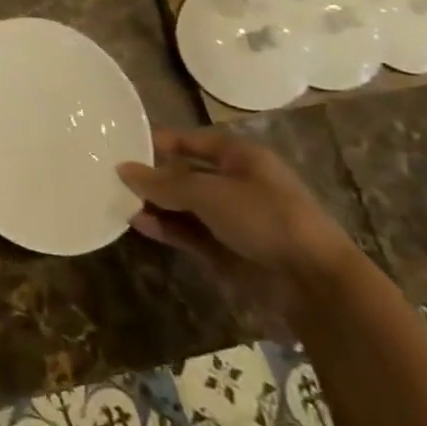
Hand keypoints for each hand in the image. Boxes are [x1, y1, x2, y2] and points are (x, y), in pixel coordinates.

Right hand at [116, 129, 359, 320]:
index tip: (122, 144)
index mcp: (240, 158)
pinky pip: (188, 233)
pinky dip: (165, 228)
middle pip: (184, 174)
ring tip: (119, 201)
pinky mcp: (226, 249)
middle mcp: (236, 184)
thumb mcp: (208, 192)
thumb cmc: (265, 218)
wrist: (314, 284)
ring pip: (183, 206)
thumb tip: (122, 169)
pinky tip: (140, 224)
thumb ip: (162, 182)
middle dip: (152, 177)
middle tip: (111, 176)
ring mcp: (232, 219)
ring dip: (155, 204)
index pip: (191, 141)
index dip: (159, 141)